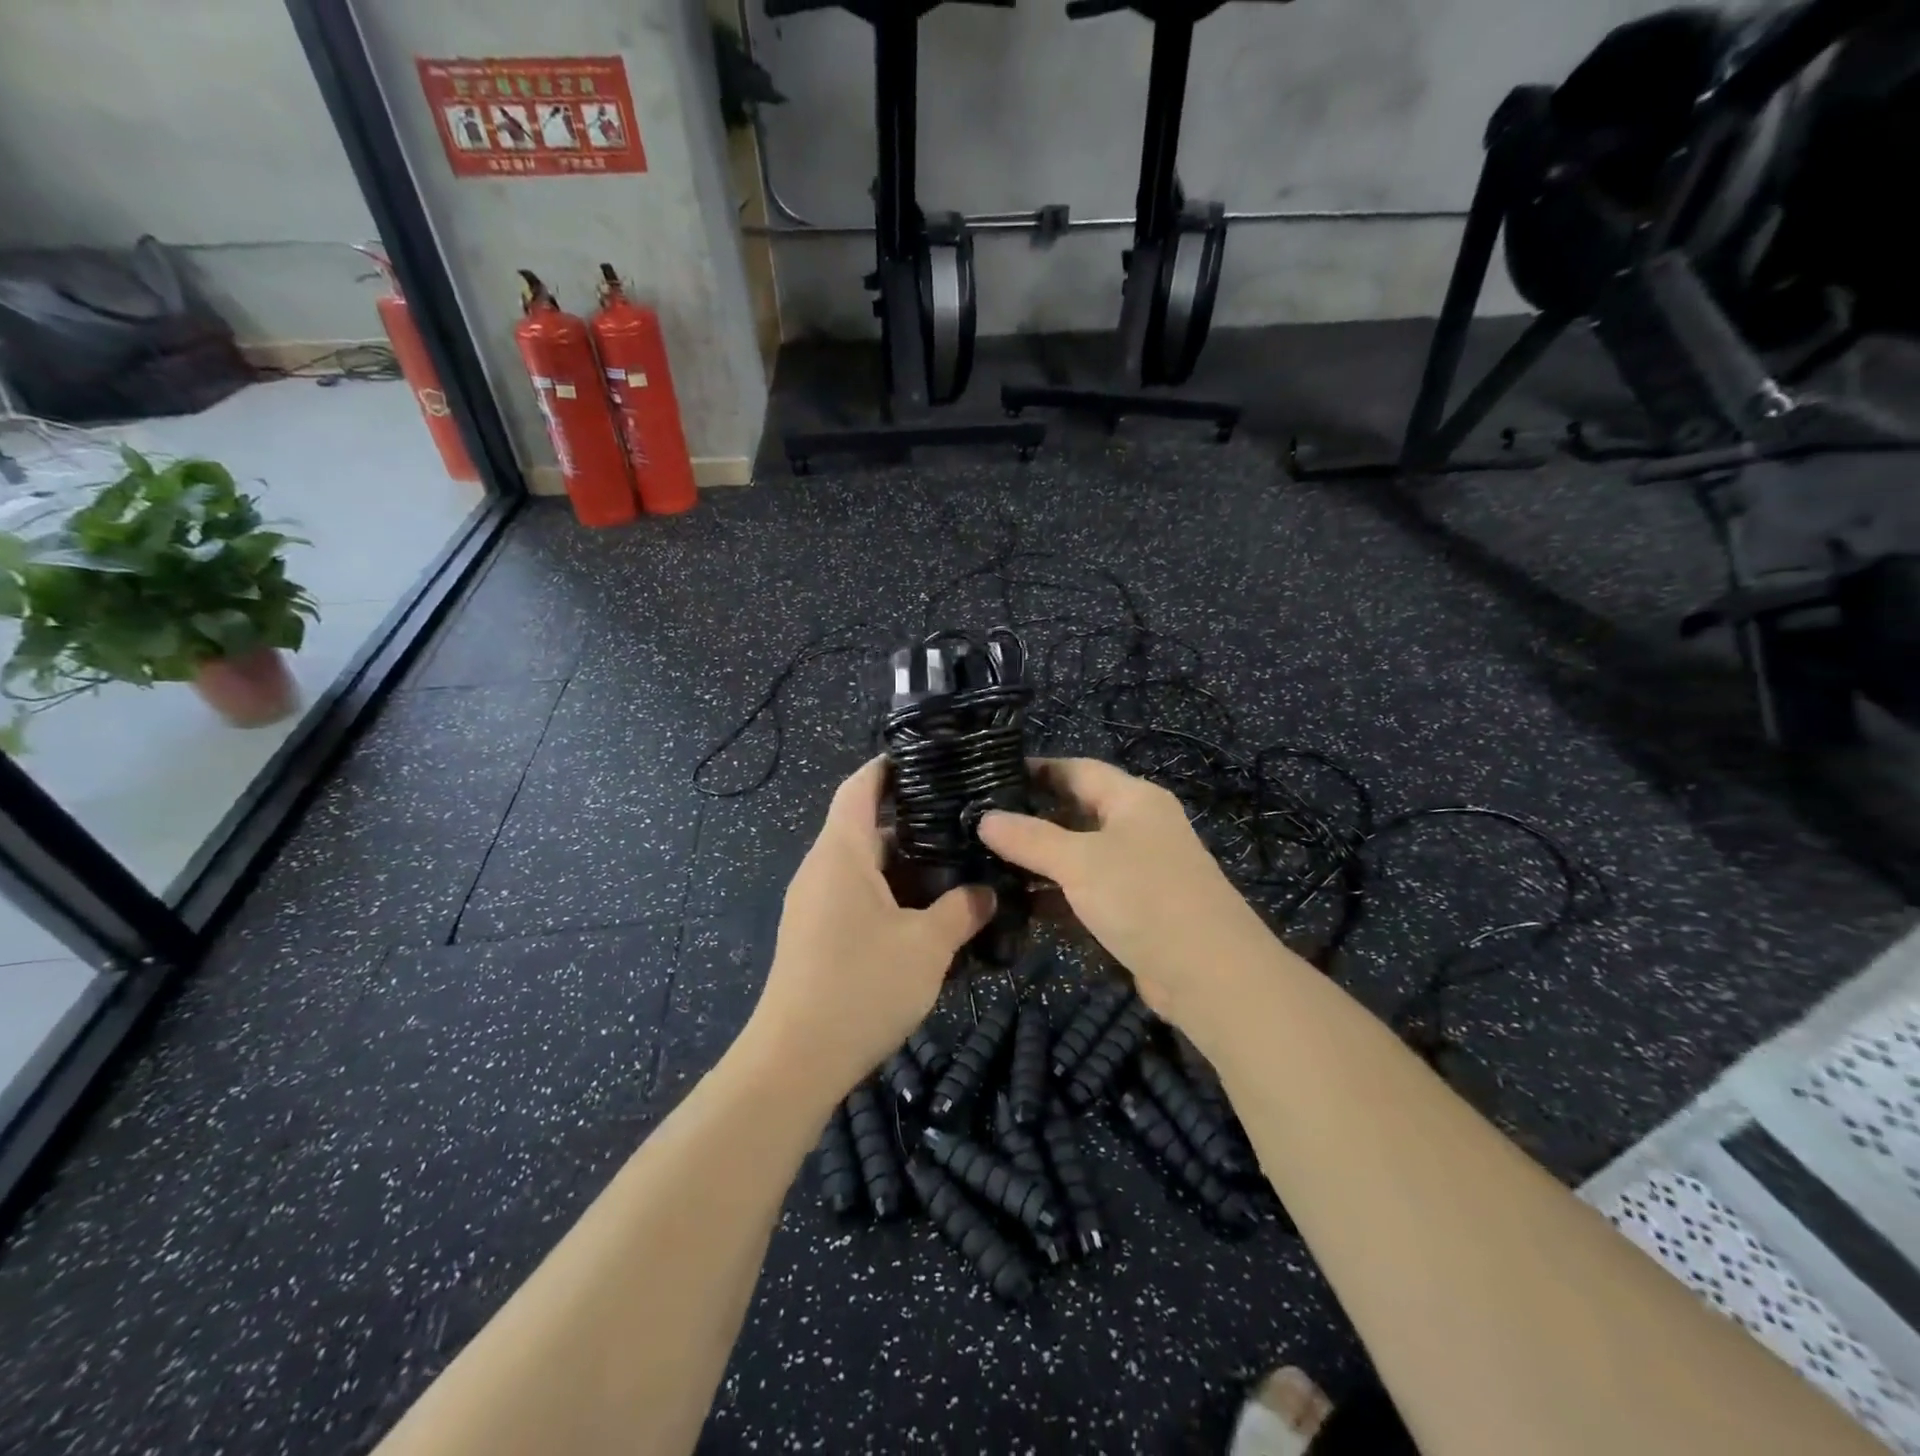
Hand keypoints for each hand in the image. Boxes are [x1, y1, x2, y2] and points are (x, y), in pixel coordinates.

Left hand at [746, 757, 993, 1102]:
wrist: (794, 1062)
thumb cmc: (861, 987)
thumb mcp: (927, 946)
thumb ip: (962, 910)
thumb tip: (986, 891)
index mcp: (841, 853)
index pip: (860, 787)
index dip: (888, 766)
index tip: (927, 758)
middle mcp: (821, 869)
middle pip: (864, 825)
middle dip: (912, 821)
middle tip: (963, 821)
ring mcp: (814, 903)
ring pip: (862, 865)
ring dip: (903, 864)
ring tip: (954, 865)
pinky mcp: (815, 934)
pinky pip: (855, 895)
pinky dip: (888, 893)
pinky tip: (926, 914)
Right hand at [978, 758, 1278, 1026]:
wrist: (1209, 975)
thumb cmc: (1144, 897)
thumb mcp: (1080, 862)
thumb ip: (1030, 838)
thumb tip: (984, 819)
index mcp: (1133, 799)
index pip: (1076, 769)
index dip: (1034, 770)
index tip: (988, 776)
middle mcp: (1136, 826)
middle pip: (1075, 811)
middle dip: (1030, 818)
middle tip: (977, 823)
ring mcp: (1136, 869)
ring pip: (1077, 854)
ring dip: (1038, 861)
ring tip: (984, 862)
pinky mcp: (1132, 908)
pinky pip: (1085, 891)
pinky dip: (1055, 895)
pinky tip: (1016, 903)